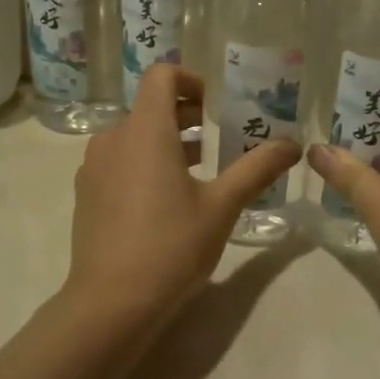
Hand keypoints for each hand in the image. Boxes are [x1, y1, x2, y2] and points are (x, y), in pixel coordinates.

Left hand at [63, 64, 300, 328]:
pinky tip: (167, 202)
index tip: (216, 106)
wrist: (112, 303)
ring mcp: (94, 167)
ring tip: (201, 173)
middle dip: (187, 117)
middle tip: (221, 140)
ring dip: (167, 143)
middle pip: (150, 107)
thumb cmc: (171, 246)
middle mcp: (113, 138)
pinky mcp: (86, 194)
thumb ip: (257, 169)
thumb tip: (293, 144)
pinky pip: (118, 162)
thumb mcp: (222, 206)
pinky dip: (144, 164)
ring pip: (134, 136)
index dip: (191, 80)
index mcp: (145, 130)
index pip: (162, 76)